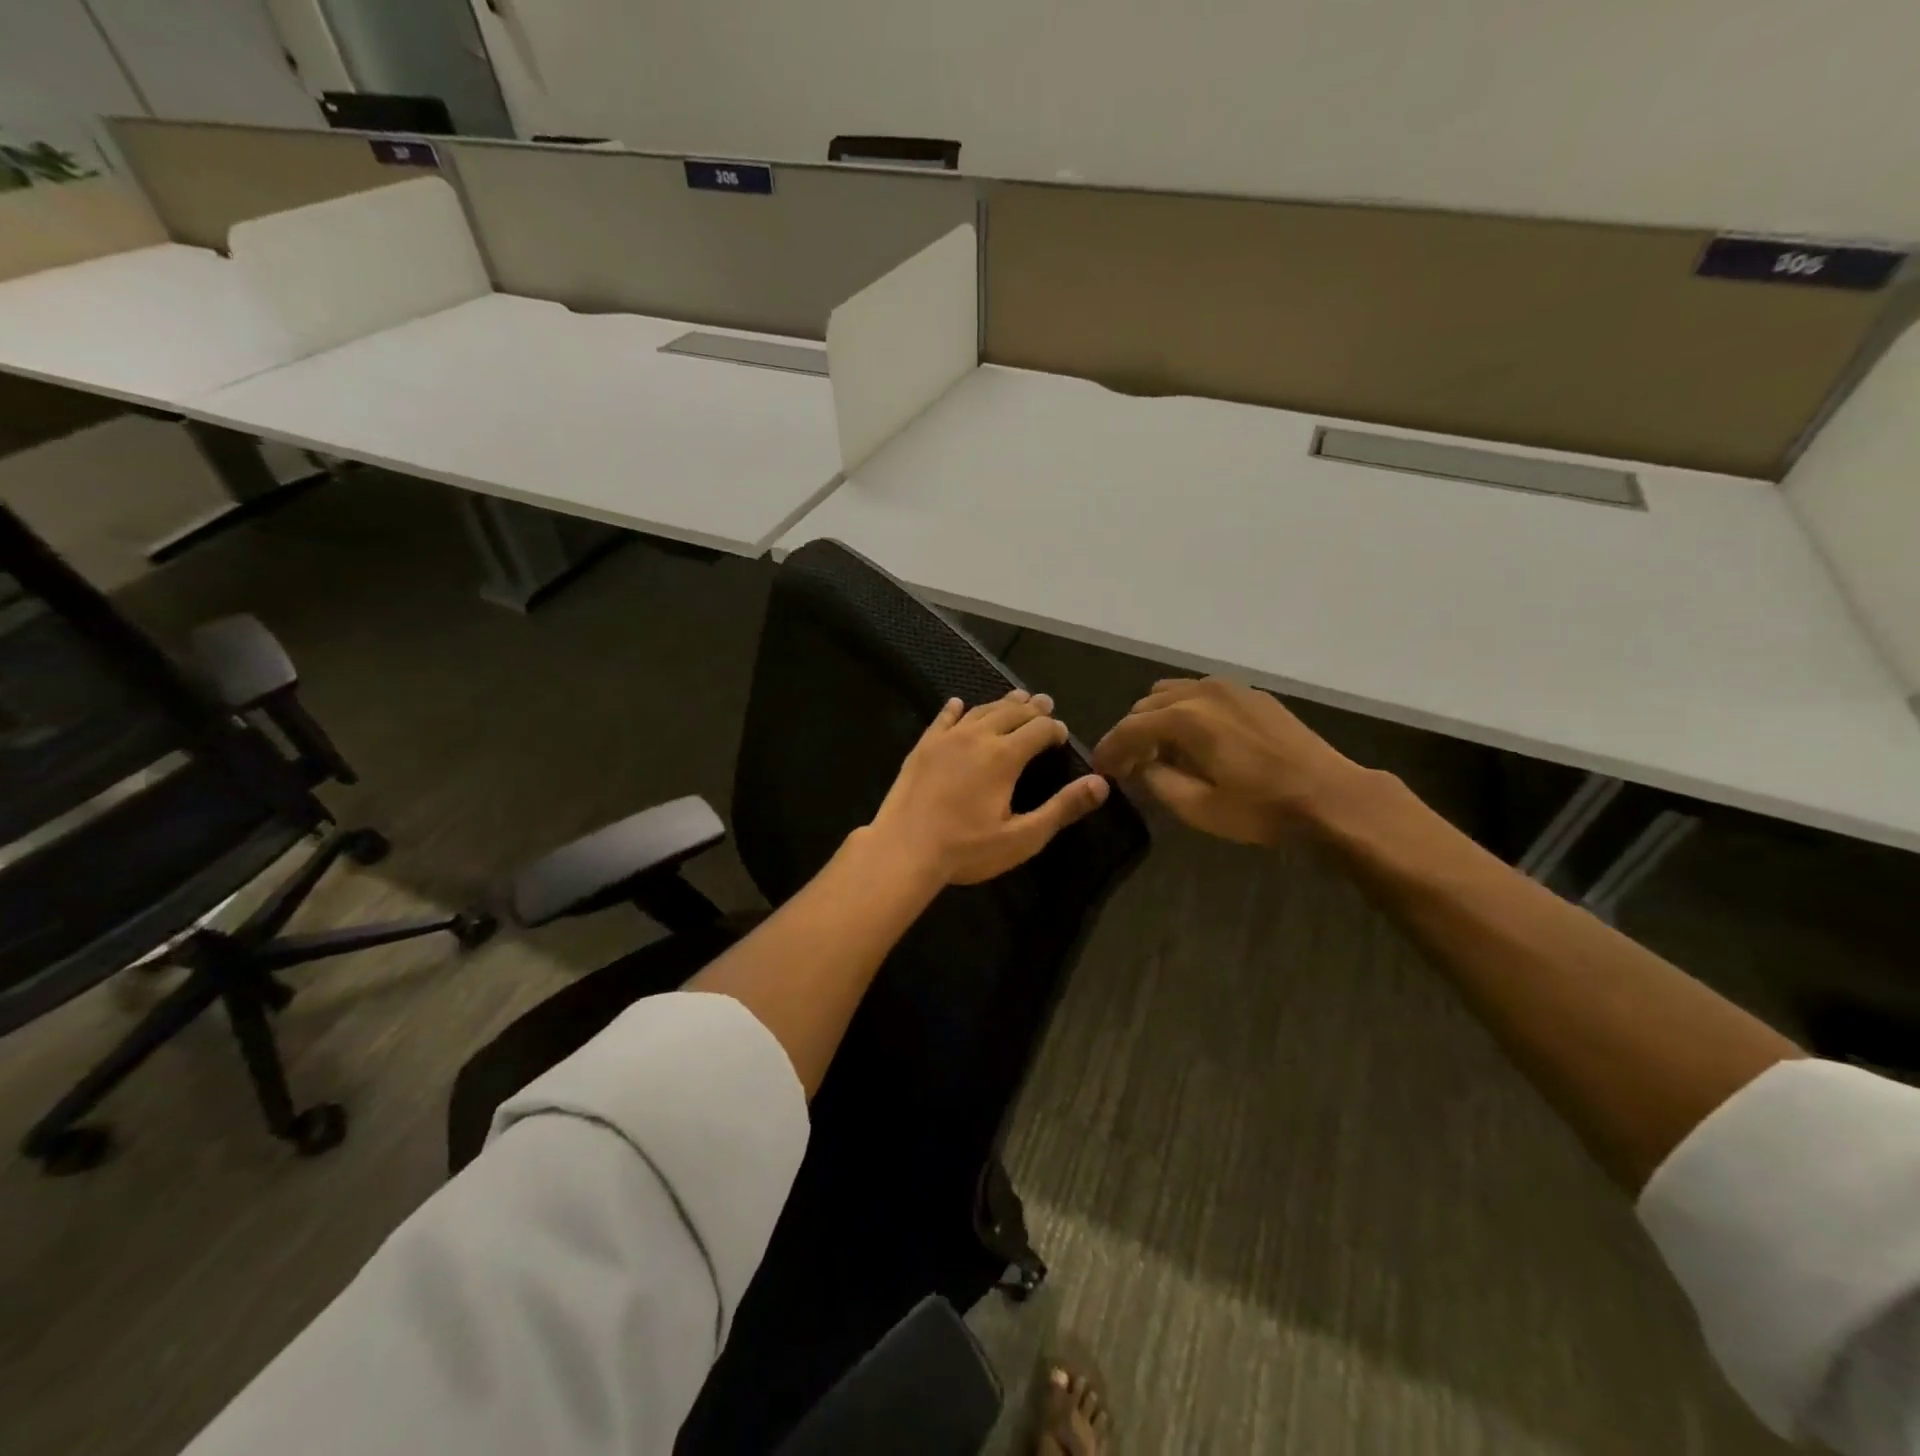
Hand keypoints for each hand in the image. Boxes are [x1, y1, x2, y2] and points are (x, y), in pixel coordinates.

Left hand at [867, 690, 1110, 885]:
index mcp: (1005, 756)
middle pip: (1011, 712)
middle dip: (1033, 708)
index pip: (1039, 729)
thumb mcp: (1022, 837)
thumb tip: (1100, 784)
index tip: (1062, 734)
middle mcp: (978, 737)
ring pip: (980, 710)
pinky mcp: (923, 746)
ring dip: (1001, 703)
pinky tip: (957, 704)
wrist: (903, 849)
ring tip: (1016, 698)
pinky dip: (955, 709)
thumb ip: (1061, 808)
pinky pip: (943, 718)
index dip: (1054, 729)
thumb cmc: (966, 849)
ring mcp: (947, 738)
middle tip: (1045, 703)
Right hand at [1091, 678, 1365, 844]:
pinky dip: (1184, 711)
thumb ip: (1158, 781)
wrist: (1330, 795)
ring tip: (1160, 751)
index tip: (1100, 769)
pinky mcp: (1250, 694)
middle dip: (1131, 734)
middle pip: (1146, 705)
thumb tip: (1142, 766)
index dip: (1109, 749)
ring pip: (1172, 693)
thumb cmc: (1261, 807)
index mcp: (1185, 718)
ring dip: (1156, 719)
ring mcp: (1229, 687)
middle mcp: (1201, 692)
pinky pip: (1201, 693)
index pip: (1129, 728)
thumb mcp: (1198, 807)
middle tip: (1128, 766)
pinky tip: (1194, 739)